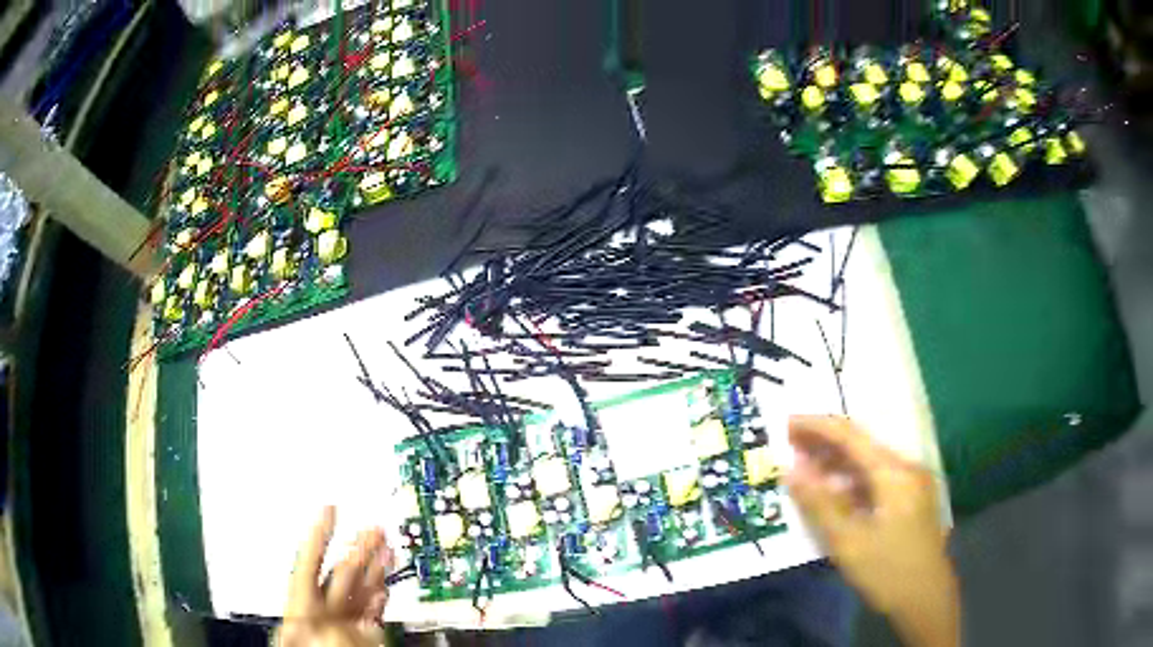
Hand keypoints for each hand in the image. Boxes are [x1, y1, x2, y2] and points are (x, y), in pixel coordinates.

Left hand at [274, 506, 393, 646]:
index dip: (319, 534)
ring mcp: (342, 626)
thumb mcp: (308, 640)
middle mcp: (321, 615)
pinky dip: (380, 596)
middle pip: (340, 573)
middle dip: (358, 547)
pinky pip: (371, 612)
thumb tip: (344, 616)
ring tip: (388, 547)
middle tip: (373, 526)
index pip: (308, 564)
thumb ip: (326, 624)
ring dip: (375, 568)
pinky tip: (385, 583)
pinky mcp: (361, 638)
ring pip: (359, 590)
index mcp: (300, 611)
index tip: (328, 508)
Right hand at [785, 415, 958, 646]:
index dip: (816, 426)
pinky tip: (833, 493)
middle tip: (788, 447)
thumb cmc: (887, 571)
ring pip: (868, 463)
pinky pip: (876, 480)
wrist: (927, 598)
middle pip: (860, 445)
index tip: (785, 424)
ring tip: (804, 469)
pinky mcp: (910, 499)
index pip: (850, 435)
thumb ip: (819, 504)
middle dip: (824, 444)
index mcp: (893, 473)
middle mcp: (905, 468)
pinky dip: (851, 482)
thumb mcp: (848, 542)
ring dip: (836, 464)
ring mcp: (911, 483)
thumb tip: (790, 470)